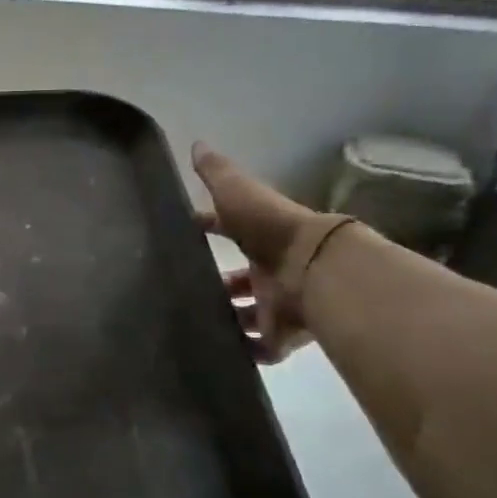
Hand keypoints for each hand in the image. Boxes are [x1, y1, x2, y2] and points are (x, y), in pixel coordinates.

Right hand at [191, 143, 336, 364]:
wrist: (316, 270)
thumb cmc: (272, 229)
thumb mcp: (238, 193)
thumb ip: (217, 173)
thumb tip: (196, 143)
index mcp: (259, 237)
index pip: (228, 230)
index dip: (206, 228)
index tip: (180, 233)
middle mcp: (270, 270)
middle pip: (240, 280)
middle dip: (218, 285)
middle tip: (184, 291)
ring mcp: (278, 305)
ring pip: (249, 315)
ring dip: (228, 320)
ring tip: (194, 326)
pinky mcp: (282, 335)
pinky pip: (262, 349)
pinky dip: (244, 352)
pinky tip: (218, 353)